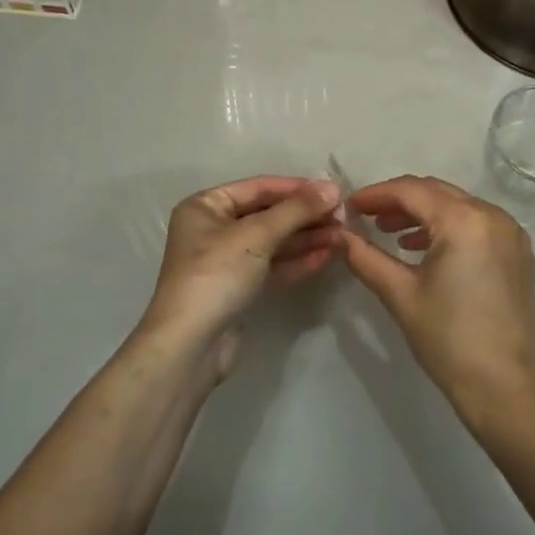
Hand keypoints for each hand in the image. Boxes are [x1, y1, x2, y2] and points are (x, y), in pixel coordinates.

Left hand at [138, 176, 342, 378]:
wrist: (190, 347)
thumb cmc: (216, 275)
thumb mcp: (257, 235)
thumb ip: (297, 209)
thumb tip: (333, 187)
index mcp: (207, 206)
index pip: (260, 188)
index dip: (298, 188)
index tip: (335, 191)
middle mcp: (214, 228)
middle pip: (268, 214)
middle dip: (306, 215)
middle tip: (344, 216)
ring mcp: (226, 260)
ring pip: (274, 241)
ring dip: (307, 237)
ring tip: (342, 235)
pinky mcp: (239, 288)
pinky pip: (273, 265)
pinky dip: (298, 260)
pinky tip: (326, 256)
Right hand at [339, 176, 534, 424]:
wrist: (503, 386)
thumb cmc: (448, 338)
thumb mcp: (400, 294)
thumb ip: (365, 257)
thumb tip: (338, 235)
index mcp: (464, 220)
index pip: (411, 191)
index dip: (376, 194)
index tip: (350, 207)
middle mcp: (492, 215)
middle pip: (437, 192)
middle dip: (399, 201)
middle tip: (367, 216)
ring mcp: (511, 233)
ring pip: (458, 206)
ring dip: (424, 213)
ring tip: (390, 232)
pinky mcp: (518, 252)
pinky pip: (477, 223)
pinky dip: (449, 227)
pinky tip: (425, 248)